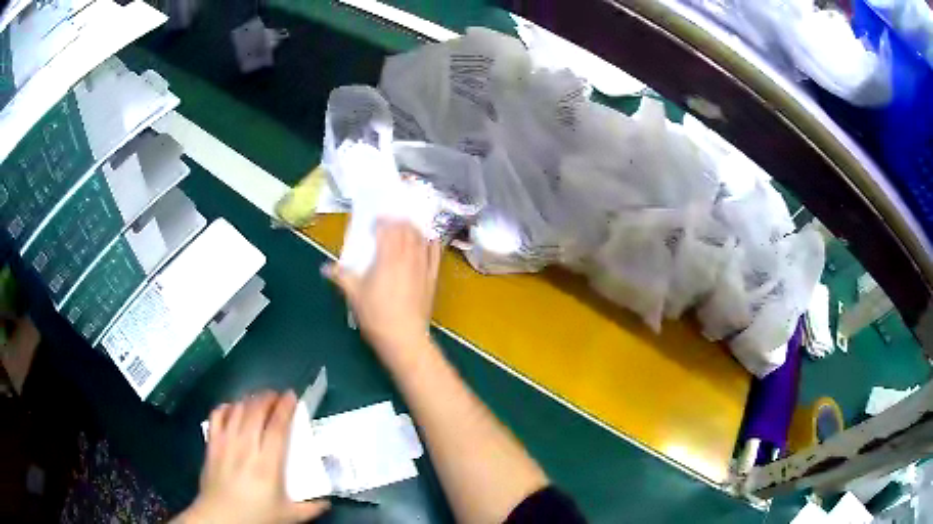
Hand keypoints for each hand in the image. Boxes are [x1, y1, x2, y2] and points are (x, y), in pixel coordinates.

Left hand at [176, 391, 329, 523]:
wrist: (220, 518)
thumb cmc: (256, 517)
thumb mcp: (289, 516)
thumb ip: (311, 508)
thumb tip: (328, 501)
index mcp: (267, 465)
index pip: (277, 427)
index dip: (285, 408)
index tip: (292, 396)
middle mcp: (245, 448)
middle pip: (255, 411)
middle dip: (267, 398)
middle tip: (277, 396)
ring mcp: (225, 443)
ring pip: (237, 410)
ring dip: (249, 400)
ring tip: (259, 399)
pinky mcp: (211, 444)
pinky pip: (217, 416)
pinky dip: (226, 407)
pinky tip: (233, 408)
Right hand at [324, 220, 440, 369]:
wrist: (404, 337)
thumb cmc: (376, 315)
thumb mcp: (354, 295)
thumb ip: (341, 277)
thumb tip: (325, 268)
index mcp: (388, 257)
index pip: (388, 230)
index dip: (382, 222)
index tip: (375, 221)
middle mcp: (408, 256)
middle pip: (406, 230)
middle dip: (398, 223)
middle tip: (389, 223)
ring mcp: (423, 266)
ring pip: (421, 239)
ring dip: (413, 229)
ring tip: (406, 227)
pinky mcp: (432, 278)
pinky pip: (435, 254)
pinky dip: (431, 243)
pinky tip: (429, 240)